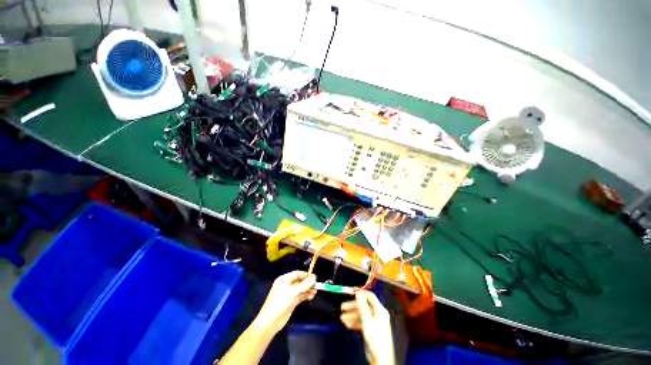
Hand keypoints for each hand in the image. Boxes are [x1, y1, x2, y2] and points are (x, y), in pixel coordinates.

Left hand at [254, 271, 316, 333]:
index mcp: (284, 279)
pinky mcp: (291, 302)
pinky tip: (311, 297)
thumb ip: (304, 285)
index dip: (305, 275)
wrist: (270, 322)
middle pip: (299, 281)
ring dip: (307, 290)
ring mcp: (289, 294)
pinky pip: (300, 296)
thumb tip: (314, 277)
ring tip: (315, 292)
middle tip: (316, 286)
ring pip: (301, 289)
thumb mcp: (292, 292)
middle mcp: (286, 285)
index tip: (315, 277)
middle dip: (308, 283)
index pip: (297, 274)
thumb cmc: (279, 303)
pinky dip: (305, 296)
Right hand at [340, 290, 394, 364]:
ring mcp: (374, 323)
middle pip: (363, 306)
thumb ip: (362, 305)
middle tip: (343, 307)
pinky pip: (361, 322)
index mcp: (379, 310)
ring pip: (361, 315)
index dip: (361, 294)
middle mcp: (377, 315)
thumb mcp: (366, 319)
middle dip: (352, 306)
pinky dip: (354, 322)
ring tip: (342, 318)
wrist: (379, 357)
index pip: (370, 296)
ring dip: (351, 315)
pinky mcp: (370, 330)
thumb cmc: (375, 337)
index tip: (351, 294)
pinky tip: (347, 324)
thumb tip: (359, 293)